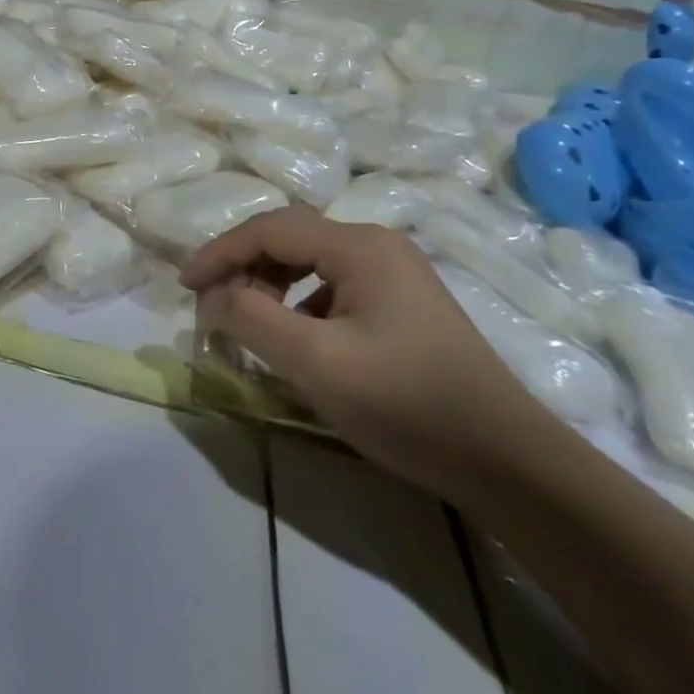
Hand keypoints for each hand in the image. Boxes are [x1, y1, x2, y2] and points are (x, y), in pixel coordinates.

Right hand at [179, 209, 548, 501]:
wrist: (510, 463)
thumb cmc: (406, 404)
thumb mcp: (315, 362)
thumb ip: (251, 318)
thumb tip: (210, 295)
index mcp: (359, 245)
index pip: (269, 229)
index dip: (219, 253)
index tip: (184, 287)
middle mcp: (377, 245)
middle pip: (289, 239)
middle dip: (243, 266)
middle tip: (212, 304)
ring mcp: (395, 273)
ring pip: (310, 262)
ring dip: (269, 285)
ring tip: (248, 321)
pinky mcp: (403, 304)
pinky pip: (332, 287)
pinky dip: (299, 304)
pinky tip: (297, 339)